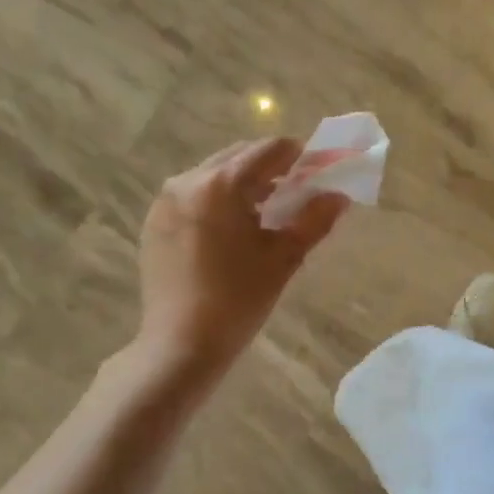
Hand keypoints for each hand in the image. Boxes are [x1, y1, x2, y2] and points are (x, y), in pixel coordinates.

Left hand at [134, 137, 348, 378]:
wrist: (181, 344)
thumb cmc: (238, 300)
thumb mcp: (284, 258)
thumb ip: (315, 220)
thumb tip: (339, 196)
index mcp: (222, 184)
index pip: (270, 150)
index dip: (299, 157)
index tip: (316, 174)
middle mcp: (187, 181)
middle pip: (239, 156)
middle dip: (270, 169)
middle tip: (294, 195)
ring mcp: (165, 201)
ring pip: (213, 174)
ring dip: (242, 184)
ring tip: (263, 215)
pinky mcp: (154, 222)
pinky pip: (193, 195)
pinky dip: (216, 201)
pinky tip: (230, 233)